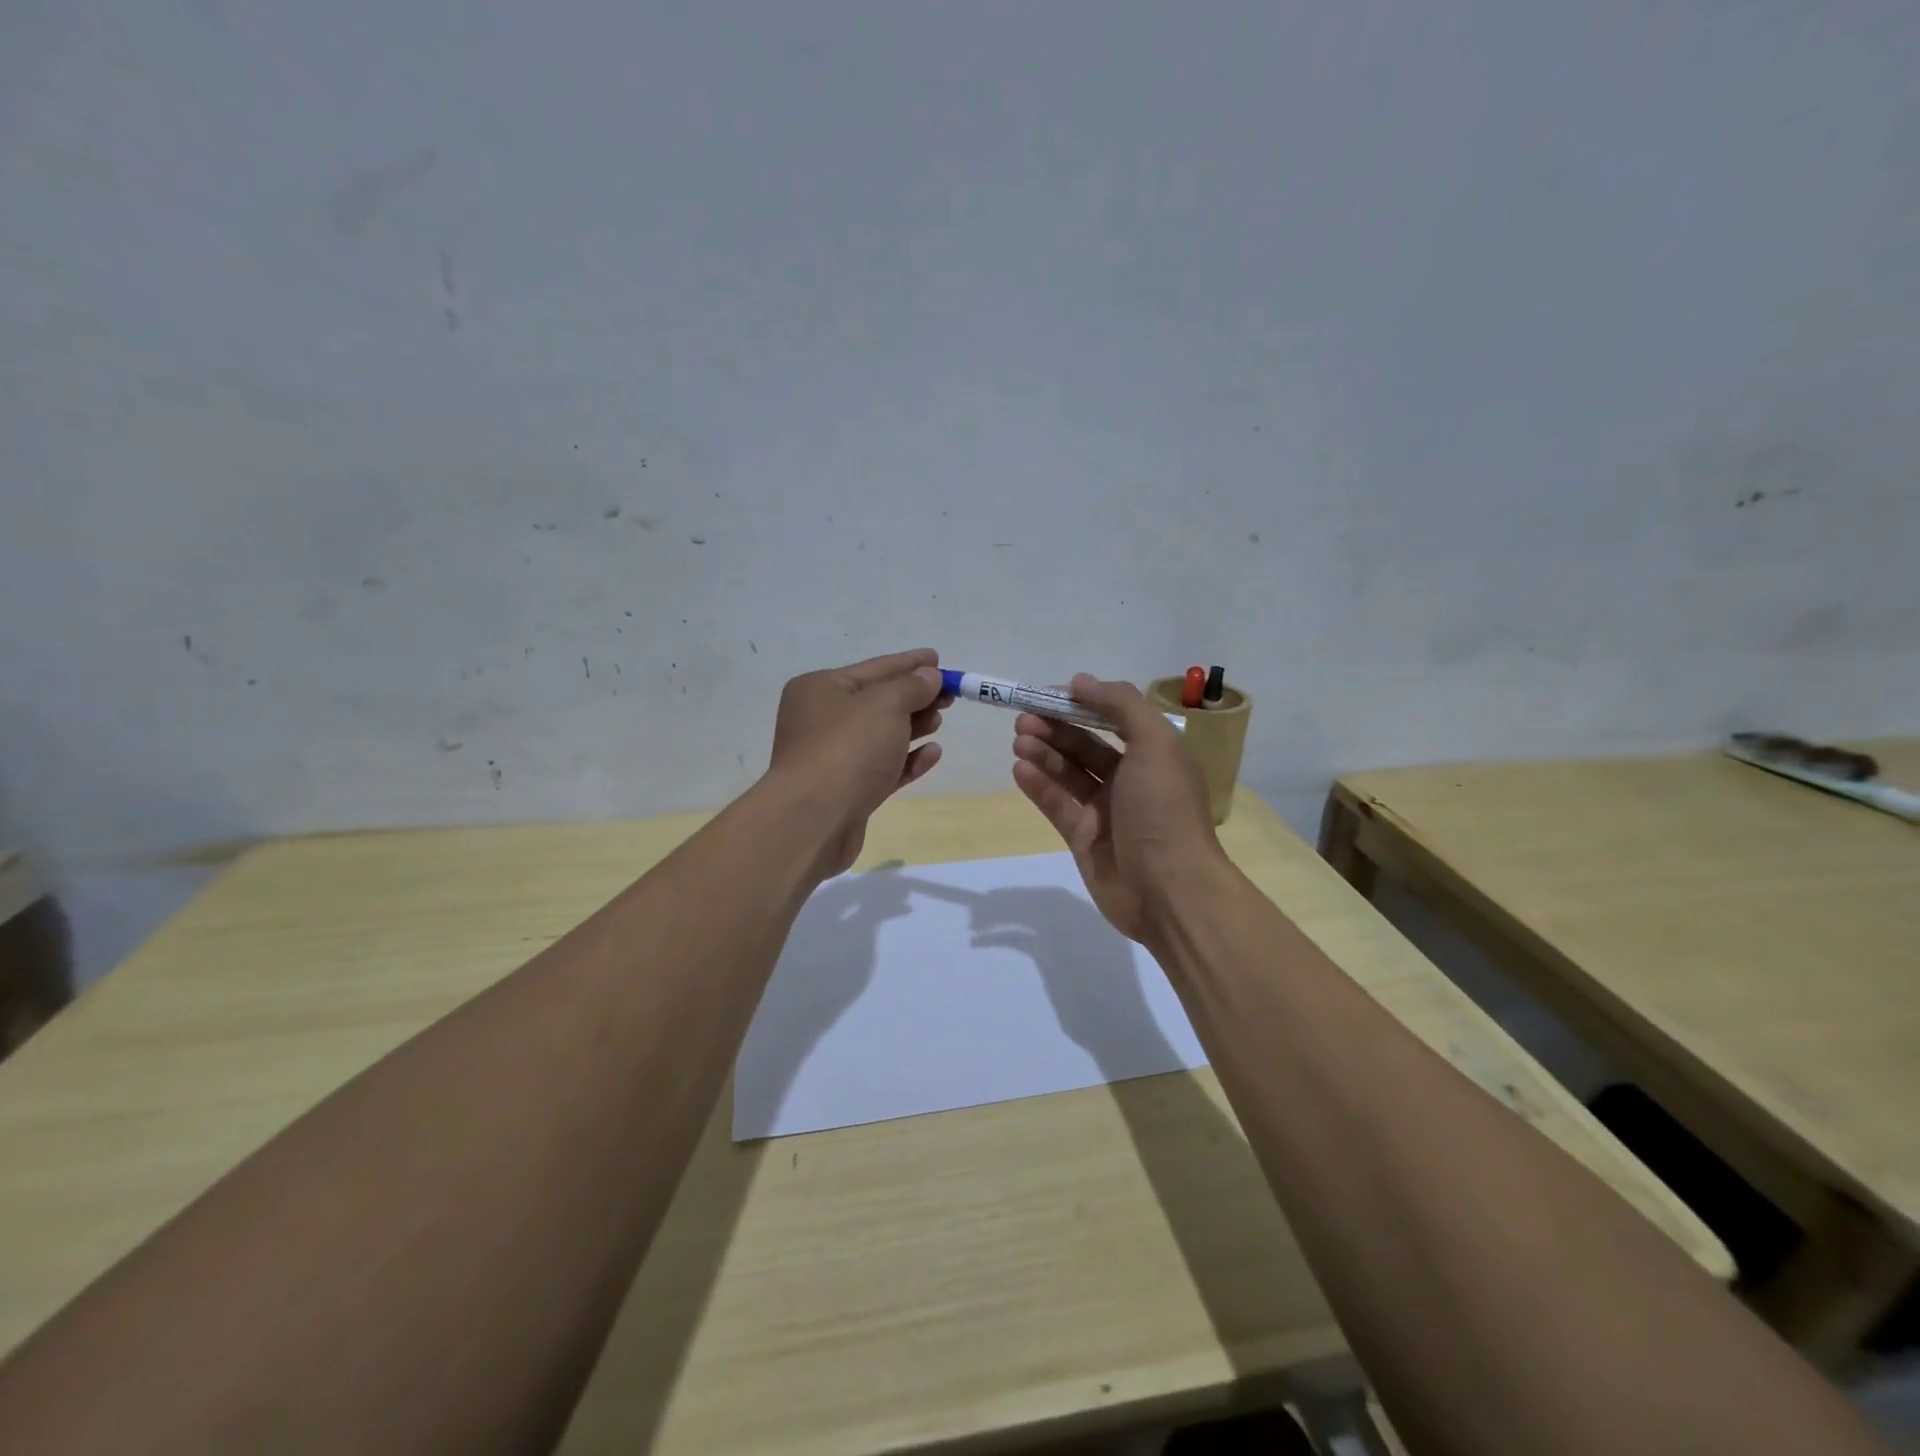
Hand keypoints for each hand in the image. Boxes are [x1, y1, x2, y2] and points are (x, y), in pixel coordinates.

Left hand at [769, 648, 950, 876]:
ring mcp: (832, 757)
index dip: (909, 663)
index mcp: (820, 688)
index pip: (874, 668)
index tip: (938, 658)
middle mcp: (821, 719)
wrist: (815, 818)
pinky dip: (907, 759)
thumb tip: (929, 677)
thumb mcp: (885, 705)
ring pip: (880, 735)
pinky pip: (882, 768)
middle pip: (877, 701)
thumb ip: (912, 686)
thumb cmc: (848, 748)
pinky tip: (933, 754)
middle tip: (949, 695)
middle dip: (914, 697)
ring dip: (912, 726)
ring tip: (940, 720)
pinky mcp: (846, 791)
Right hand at [1010, 675, 1223, 941]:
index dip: (1082, 703)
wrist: (1169, 890)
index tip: (1048, 693)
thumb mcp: (1155, 744)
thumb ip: (1121, 705)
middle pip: (1086, 745)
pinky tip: (1019, 769)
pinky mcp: (1085, 838)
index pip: (1113, 718)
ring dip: (1044, 753)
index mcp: (1154, 754)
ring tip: (1019, 739)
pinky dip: (1039, 786)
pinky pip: (1057, 805)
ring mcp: (1106, 811)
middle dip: (1056, 728)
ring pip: (1068, 773)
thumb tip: (1081, 681)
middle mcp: (1131, 779)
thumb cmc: (1164, 809)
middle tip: (1023, 718)